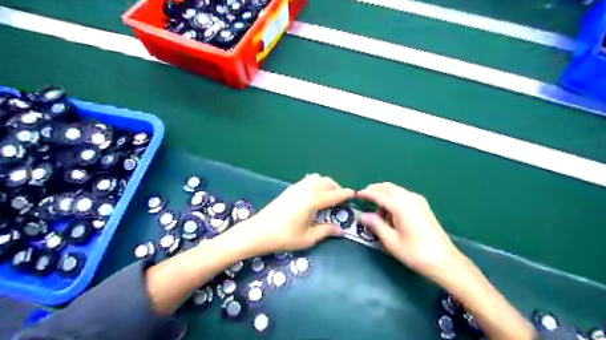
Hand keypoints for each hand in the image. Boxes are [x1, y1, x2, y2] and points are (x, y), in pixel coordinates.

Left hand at [231, 174, 355, 255]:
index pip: (335, 194)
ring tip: (328, 197)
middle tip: (341, 201)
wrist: (258, 231)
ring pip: (317, 178)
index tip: (354, 194)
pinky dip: (316, 184)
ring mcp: (297, 187)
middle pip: (328, 182)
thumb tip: (340, 230)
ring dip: (326, 184)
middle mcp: (307, 189)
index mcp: (314, 200)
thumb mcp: (308, 237)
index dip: (346, 194)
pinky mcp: (290, 189)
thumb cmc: (284, 237)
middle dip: (337, 188)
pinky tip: (314, 196)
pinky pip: (308, 180)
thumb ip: (326, 231)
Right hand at [357, 183, 464, 280]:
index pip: (378, 194)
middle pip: (387, 187)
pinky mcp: (423, 206)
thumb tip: (362, 216)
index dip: (366, 193)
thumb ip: (375, 225)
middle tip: (364, 198)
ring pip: (396, 190)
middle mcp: (409, 198)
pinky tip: (391, 212)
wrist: (444, 261)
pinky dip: (393, 198)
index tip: (356, 195)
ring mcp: (418, 200)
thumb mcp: (391, 241)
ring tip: (377, 211)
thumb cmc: (415, 253)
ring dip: (384, 195)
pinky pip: (403, 195)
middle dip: (374, 190)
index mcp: (400, 205)